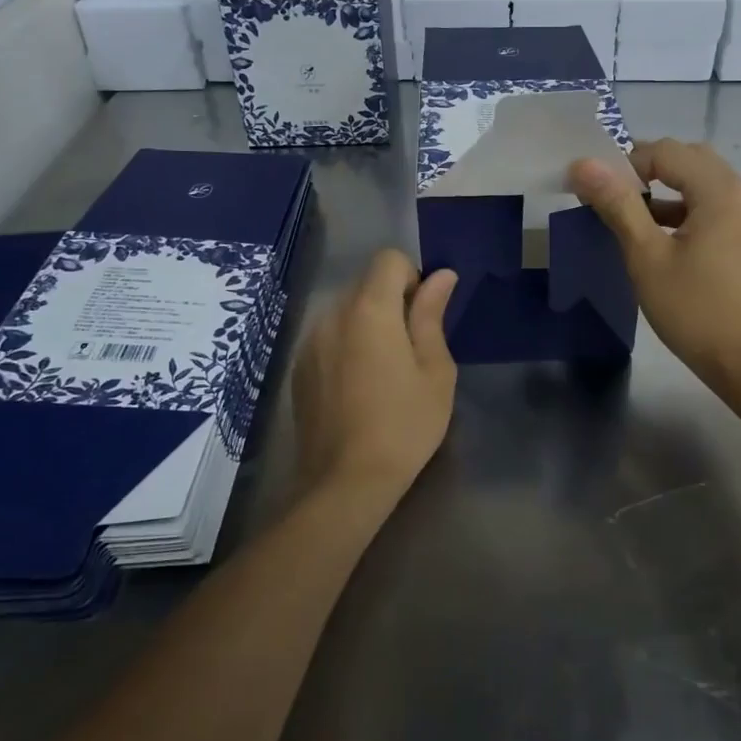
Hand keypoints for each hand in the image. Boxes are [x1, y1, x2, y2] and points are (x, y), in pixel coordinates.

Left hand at [292, 249, 457, 511]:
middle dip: (392, 301)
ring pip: (346, 310)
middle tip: (412, 350)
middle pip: (366, 283)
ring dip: (369, 324)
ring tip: (384, 373)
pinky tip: (358, 388)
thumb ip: (432, 315)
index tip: (423, 317)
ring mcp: (310, 341)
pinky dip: (347, 345)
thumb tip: (441, 276)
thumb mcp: (435, 370)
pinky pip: (329, 336)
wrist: (346, 481)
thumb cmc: (404, 423)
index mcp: (370, 309)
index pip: (389, 259)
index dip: (413, 278)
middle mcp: (332, 314)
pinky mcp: (299, 367)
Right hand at [569, 139, 740, 391]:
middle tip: (613, 195)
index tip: (595, 188)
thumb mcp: (648, 257)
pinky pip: (718, 210)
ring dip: (668, 192)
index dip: (626, 162)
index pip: (667, 151)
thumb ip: (618, 205)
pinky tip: (665, 240)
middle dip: (649, 170)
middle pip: (691, 161)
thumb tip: (584, 164)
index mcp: (721, 190)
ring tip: (632, 216)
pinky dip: (688, 212)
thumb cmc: (696, 311)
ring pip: (706, 186)